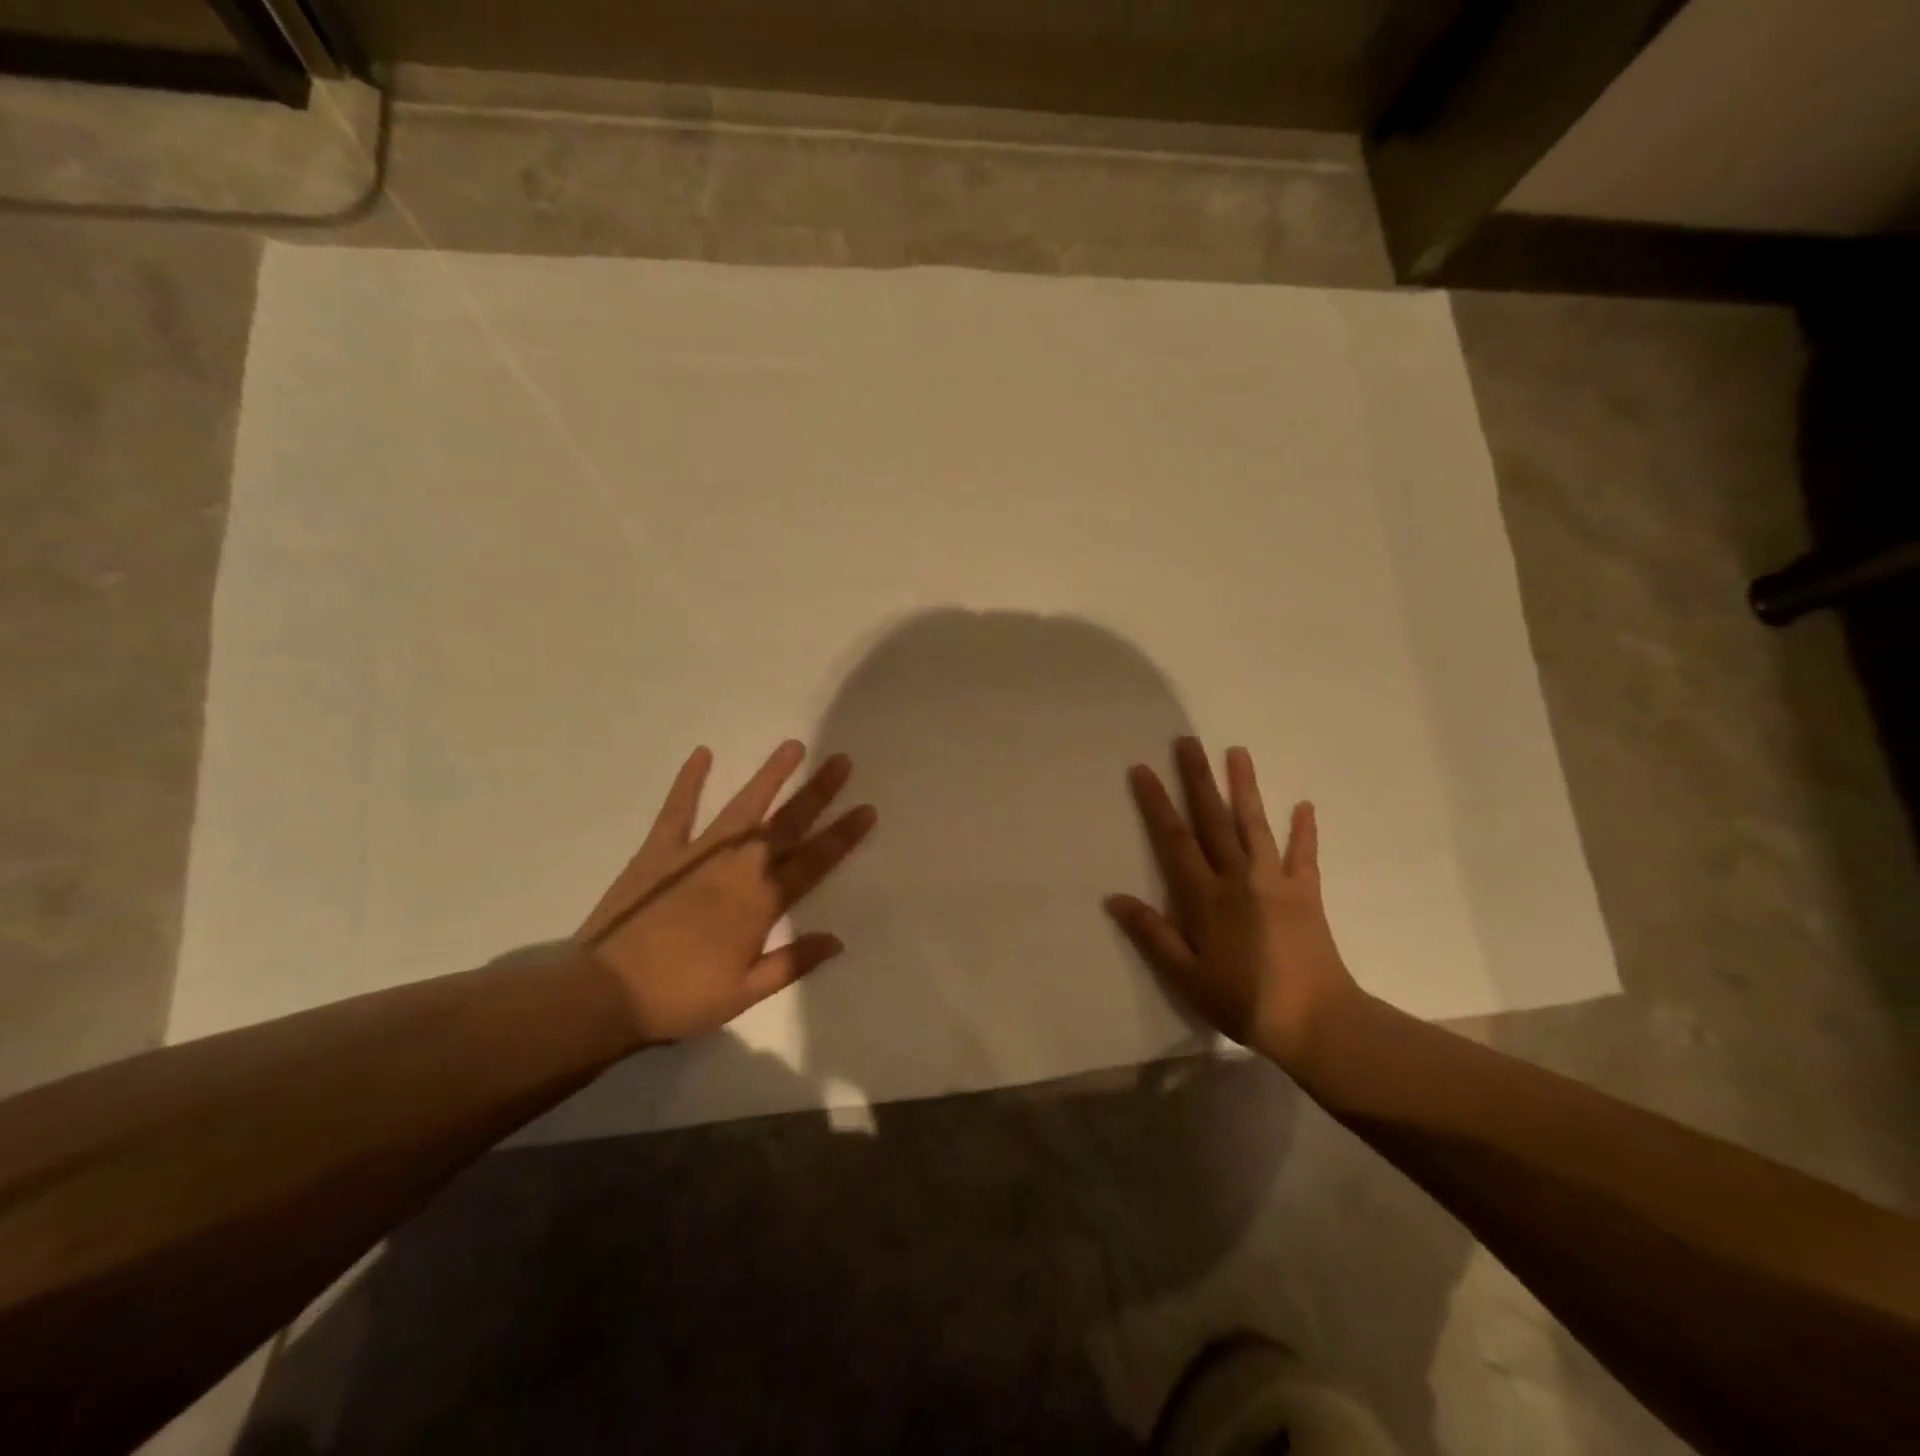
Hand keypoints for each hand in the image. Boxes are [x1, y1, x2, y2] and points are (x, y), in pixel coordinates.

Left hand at [577, 741, 875, 1043]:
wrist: (605, 994)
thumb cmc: (681, 998)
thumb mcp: (744, 992)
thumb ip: (793, 963)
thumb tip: (837, 940)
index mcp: (760, 903)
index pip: (813, 862)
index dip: (843, 835)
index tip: (866, 808)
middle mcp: (737, 868)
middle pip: (786, 824)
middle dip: (817, 792)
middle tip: (840, 760)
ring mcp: (697, 854)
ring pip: (743, 807)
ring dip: (770, 776)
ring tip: (792, 746)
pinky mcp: (659, 852)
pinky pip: (677, 810)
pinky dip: (689, 782)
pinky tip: (703, 754)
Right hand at [1106, 738, 1357, 1066]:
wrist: (1316, 1021)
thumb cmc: (1243, 1001)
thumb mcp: (1186, 976)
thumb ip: (1152, 934)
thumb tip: (1114, 898)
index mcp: (1205, 896)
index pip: (1174, 840)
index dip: (1156, 803)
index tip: (1143, 770)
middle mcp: (1238, 877)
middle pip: (1213, 819)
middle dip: (1197, 778)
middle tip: (1187, 742)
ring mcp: (1275, 880)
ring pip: (1254, 824)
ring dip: (1244, 787)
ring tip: (1237, 751)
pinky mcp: (1305, 892)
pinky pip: (1304, 854)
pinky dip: (1304, 830)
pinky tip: (1304, 805)